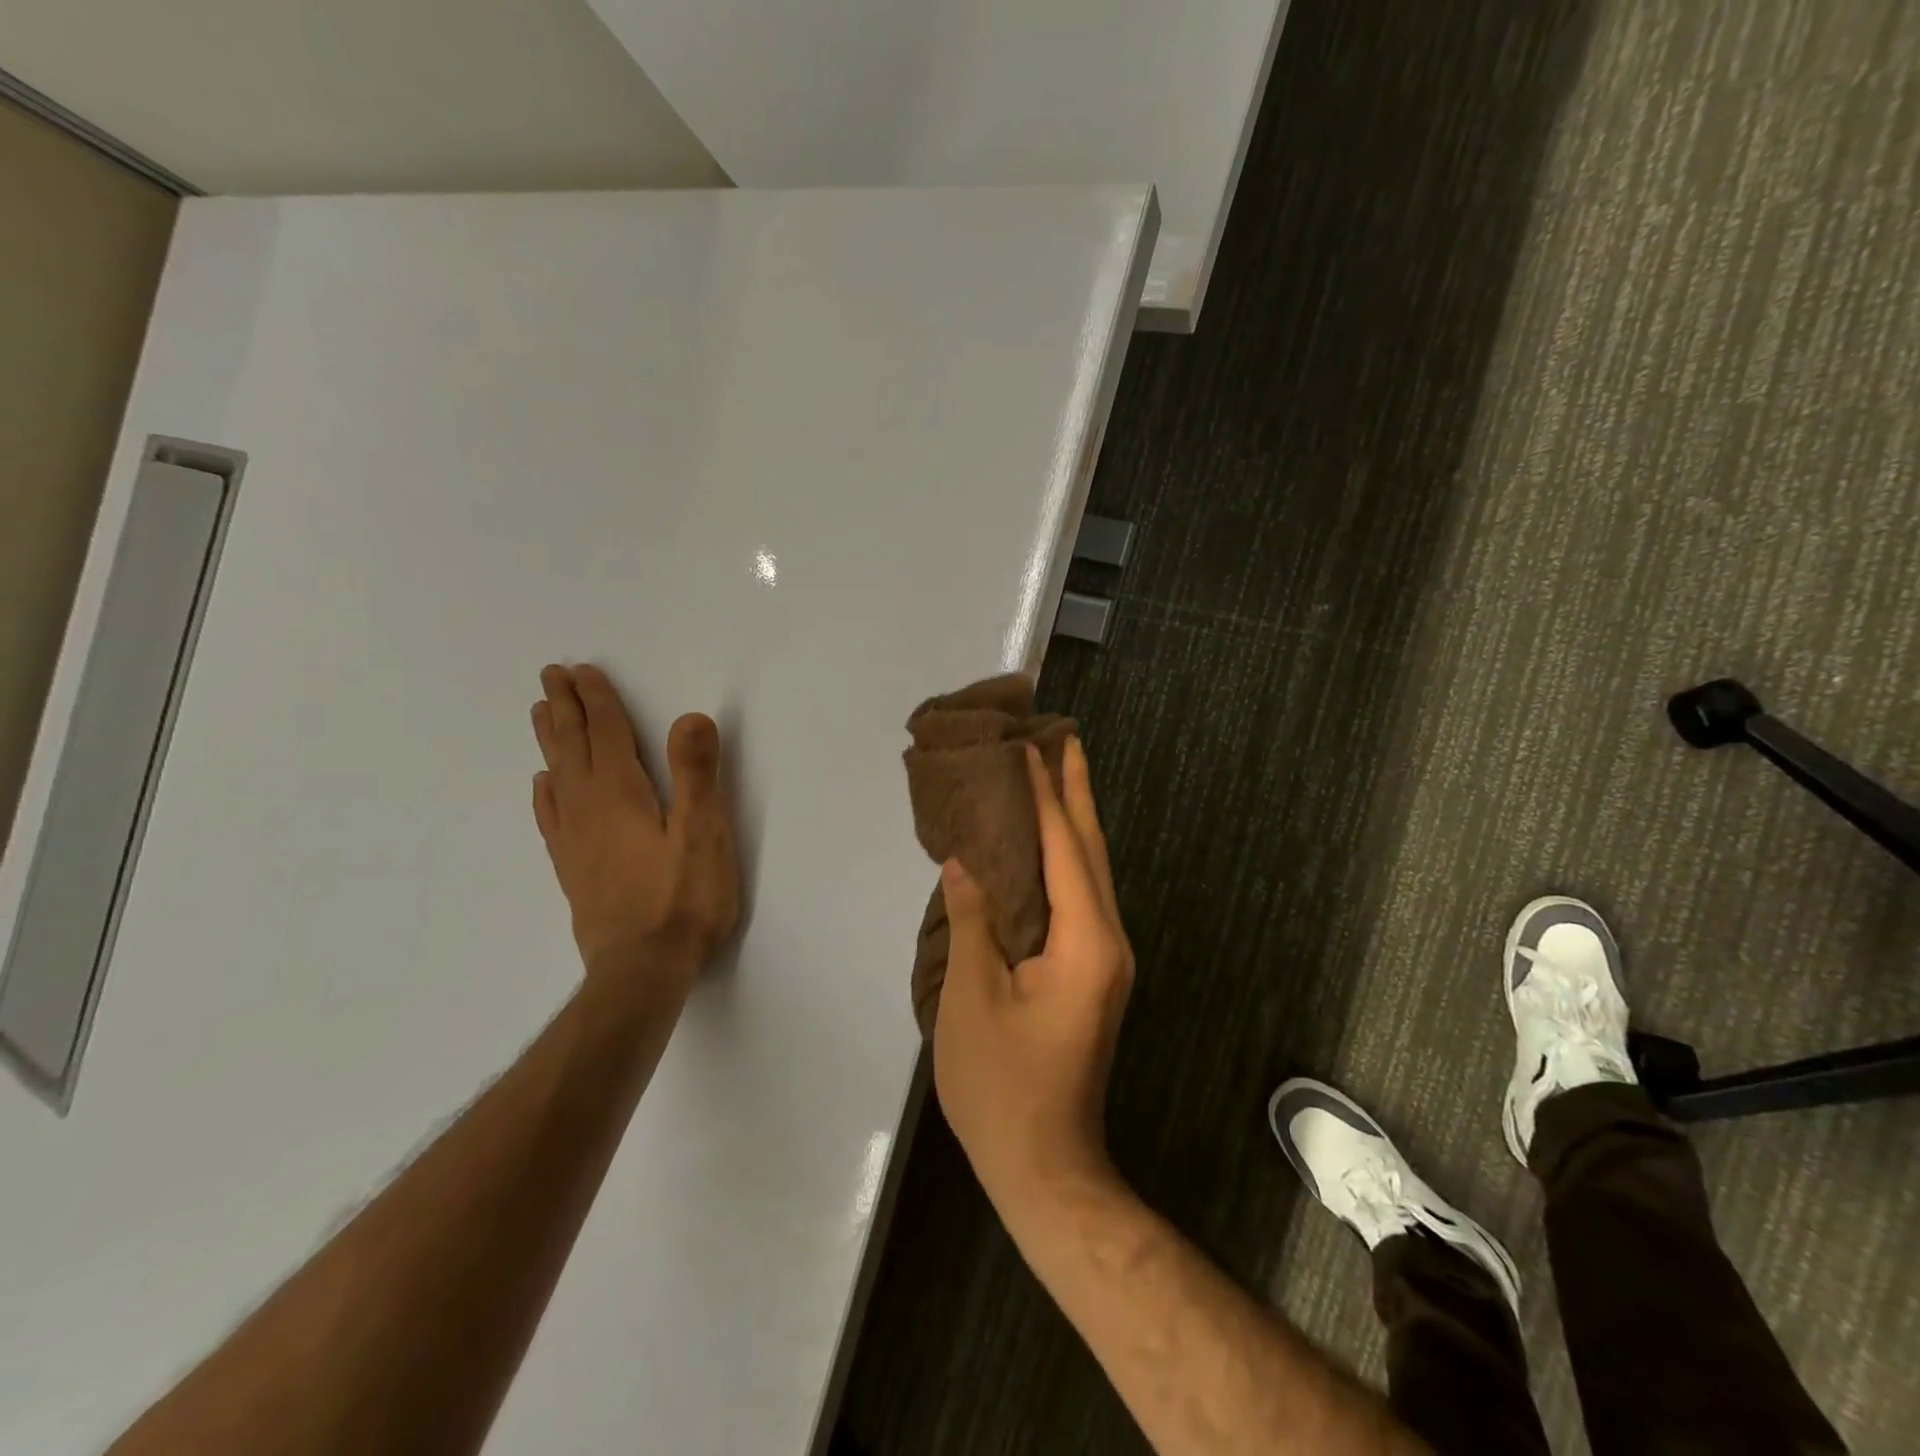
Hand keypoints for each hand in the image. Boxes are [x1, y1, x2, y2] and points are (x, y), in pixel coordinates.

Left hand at [531, 664, 739, 997]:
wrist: (642, 970)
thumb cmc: (683, 900)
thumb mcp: (703, 834)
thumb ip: (696, 774)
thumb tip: (689, 717)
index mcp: (621, 795)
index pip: (606, 734)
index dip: (597, 700)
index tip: (582, 670)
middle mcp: (589, 810)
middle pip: (573, 748)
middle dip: (565, 709)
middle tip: (551, 676)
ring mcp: (575, 841)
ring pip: (557, 776)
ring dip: (551, 741)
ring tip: (541, 714)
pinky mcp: (573, 869)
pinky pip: (551, 817)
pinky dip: (545, 793)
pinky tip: (542, 786)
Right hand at [933, 737, 1134, 1224]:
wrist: (1045, 1166)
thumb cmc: (1002, 1086)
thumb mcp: (972, 998)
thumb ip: (972, 921)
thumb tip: (964, 864)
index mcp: (1085, 941)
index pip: (1064, 849)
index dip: (1045, 796)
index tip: (1030, 748)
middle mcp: (1108, 940)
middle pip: (1091, 850)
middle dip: (1078, 792)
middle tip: (1065, 739)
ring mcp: (1106, 959)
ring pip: (1092, 872)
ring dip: (1074, 821)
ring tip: (1057, 776)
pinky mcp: (1094, 973)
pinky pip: (1082, 898)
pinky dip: (1066, 859)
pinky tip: (1048, 846)